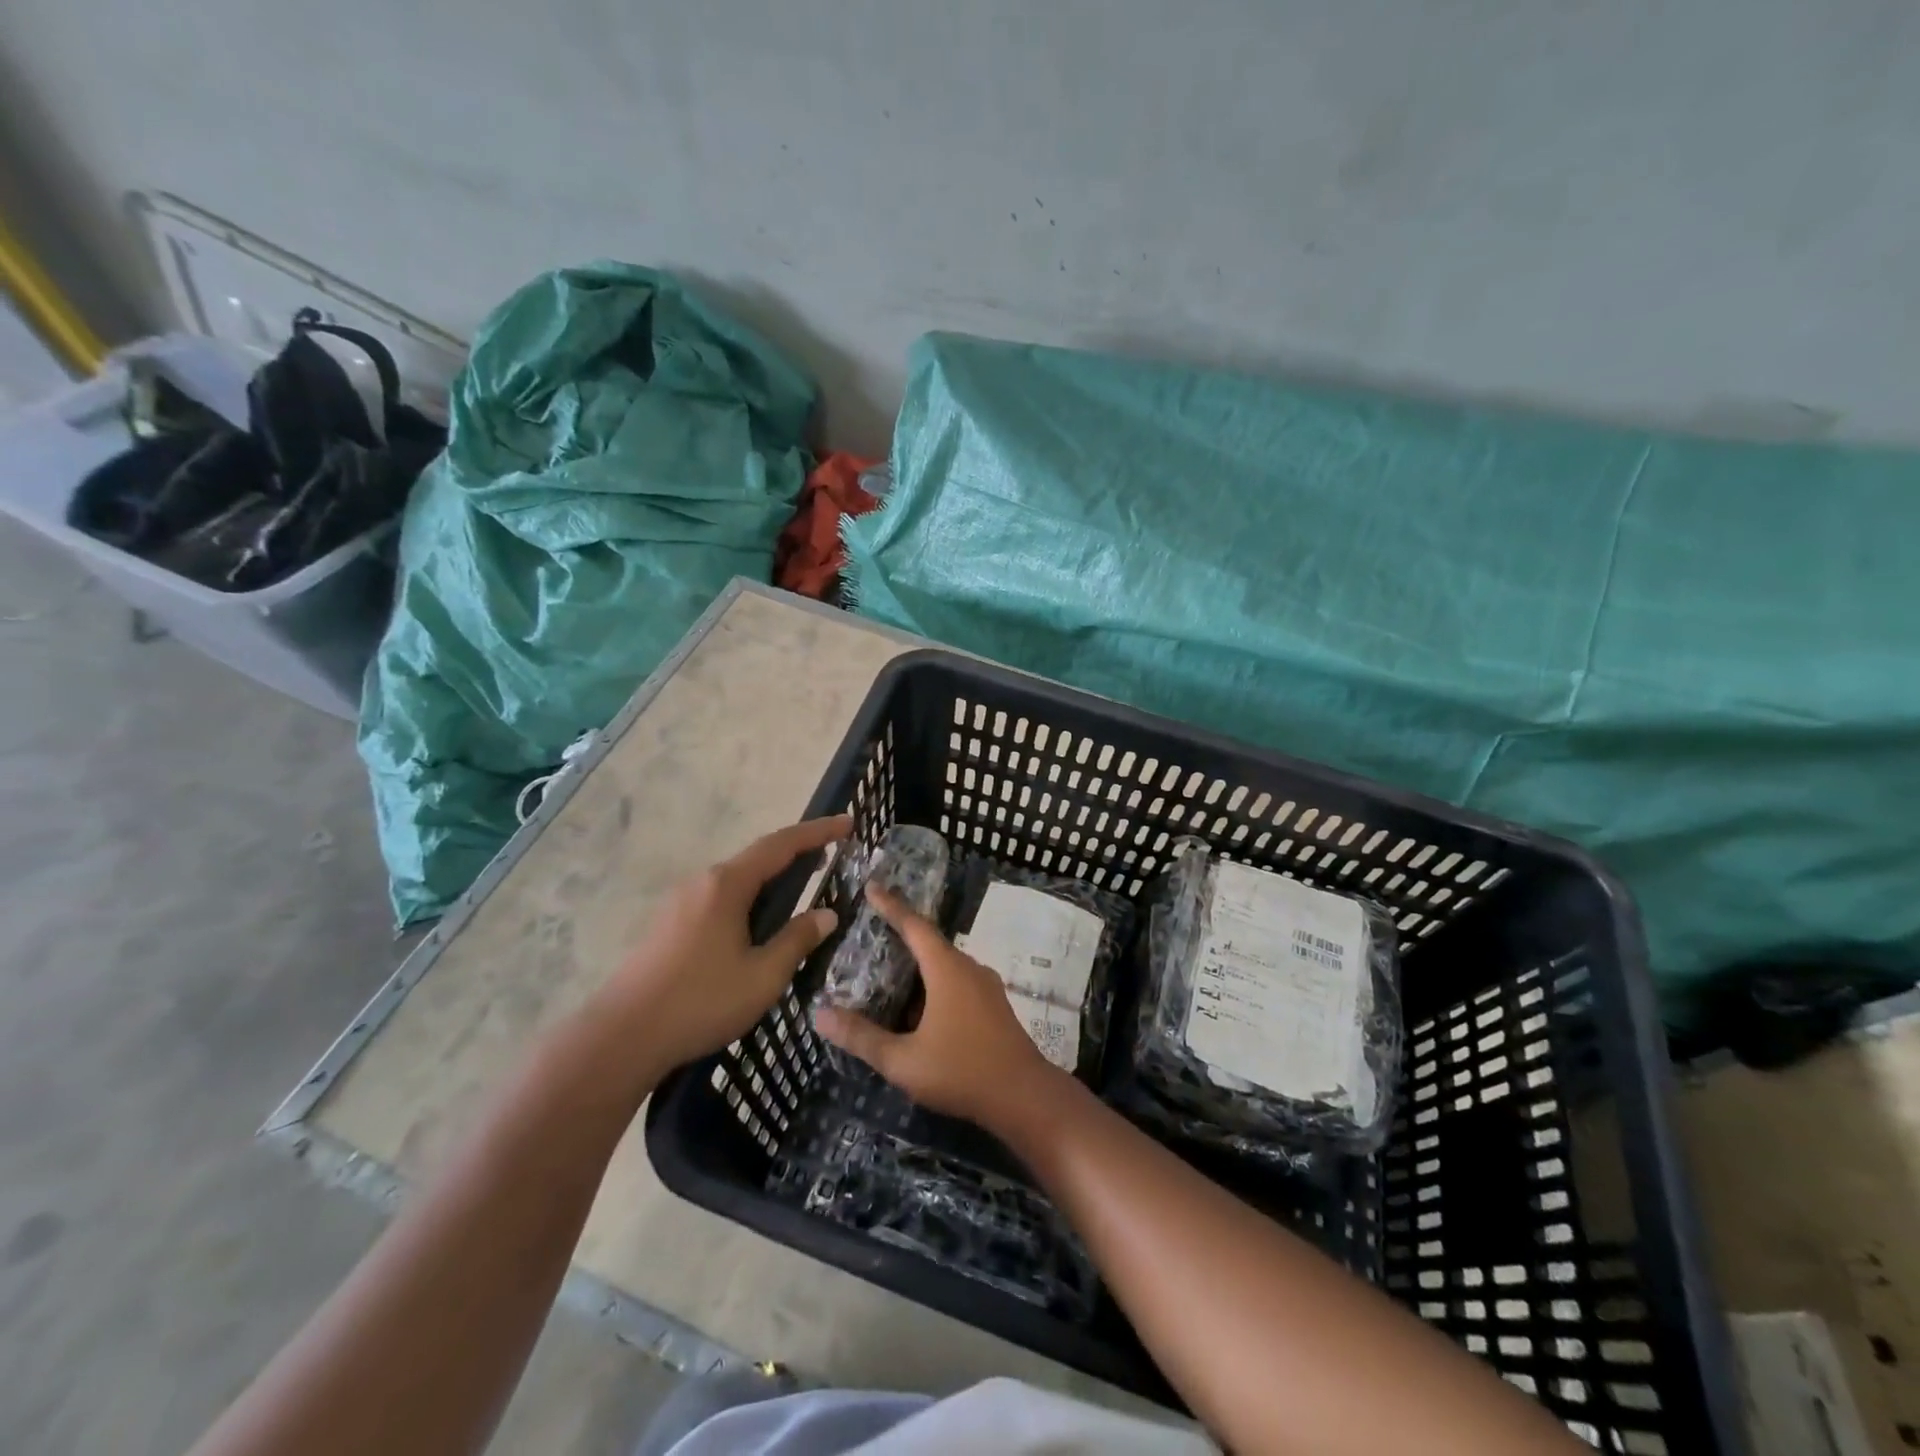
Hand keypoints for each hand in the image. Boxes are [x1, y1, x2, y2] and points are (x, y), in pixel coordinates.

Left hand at [600, 815, 849, 1072]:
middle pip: (757, 857)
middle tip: (829, 857)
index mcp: (727, 885)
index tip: (847, 822)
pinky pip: (719, 898)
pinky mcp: (668, 925)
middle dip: (795, 854)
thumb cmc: (700, 1001)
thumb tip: (826, 914)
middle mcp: (702, 883)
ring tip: (799, 890)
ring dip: (771, 878)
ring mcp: (680, 903)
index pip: (781, 845)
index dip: (818, 831)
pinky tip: (756, 924)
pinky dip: (749, 898)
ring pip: (736, 880)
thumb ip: (797, 940)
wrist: (621, 1037)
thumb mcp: (763, 976)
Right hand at [814, 883, 1061, 1128]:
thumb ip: (861, 1037)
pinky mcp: (994, 1006)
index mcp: (946, 969)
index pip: (914, 925)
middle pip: (930, 943)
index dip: (891, 905)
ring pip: (945, 966)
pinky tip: (918, 1011)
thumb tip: (819, 1014)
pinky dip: (934, 985)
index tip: (872, 887)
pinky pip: (958, 982)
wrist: (1024, 1096)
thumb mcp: (902, 1060)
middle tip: (872, 934)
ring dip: (918, 967)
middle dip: (901, 936)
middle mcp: (968, 968)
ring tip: (889, 975)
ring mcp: (985, 987)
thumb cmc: (961, 1071)